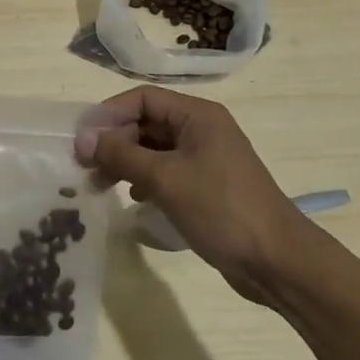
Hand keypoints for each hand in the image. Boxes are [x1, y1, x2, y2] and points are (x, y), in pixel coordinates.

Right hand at [75, 87, 295, 301]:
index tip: (82, 139)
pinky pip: (167, 170)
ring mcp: (206, 158)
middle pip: (147, 122)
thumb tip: (83, 138)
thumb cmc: (221, 209)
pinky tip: (133, 197)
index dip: (109, 114)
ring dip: (126, 161)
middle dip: (115, 141)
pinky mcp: (208, 185)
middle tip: (85, 166)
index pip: (143, 98)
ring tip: (100, 183)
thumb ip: (121, 154)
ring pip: (155, 148)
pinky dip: (145, 178)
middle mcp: (202, 128)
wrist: (278, 261)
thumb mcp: (165, 178)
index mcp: (198, 115)